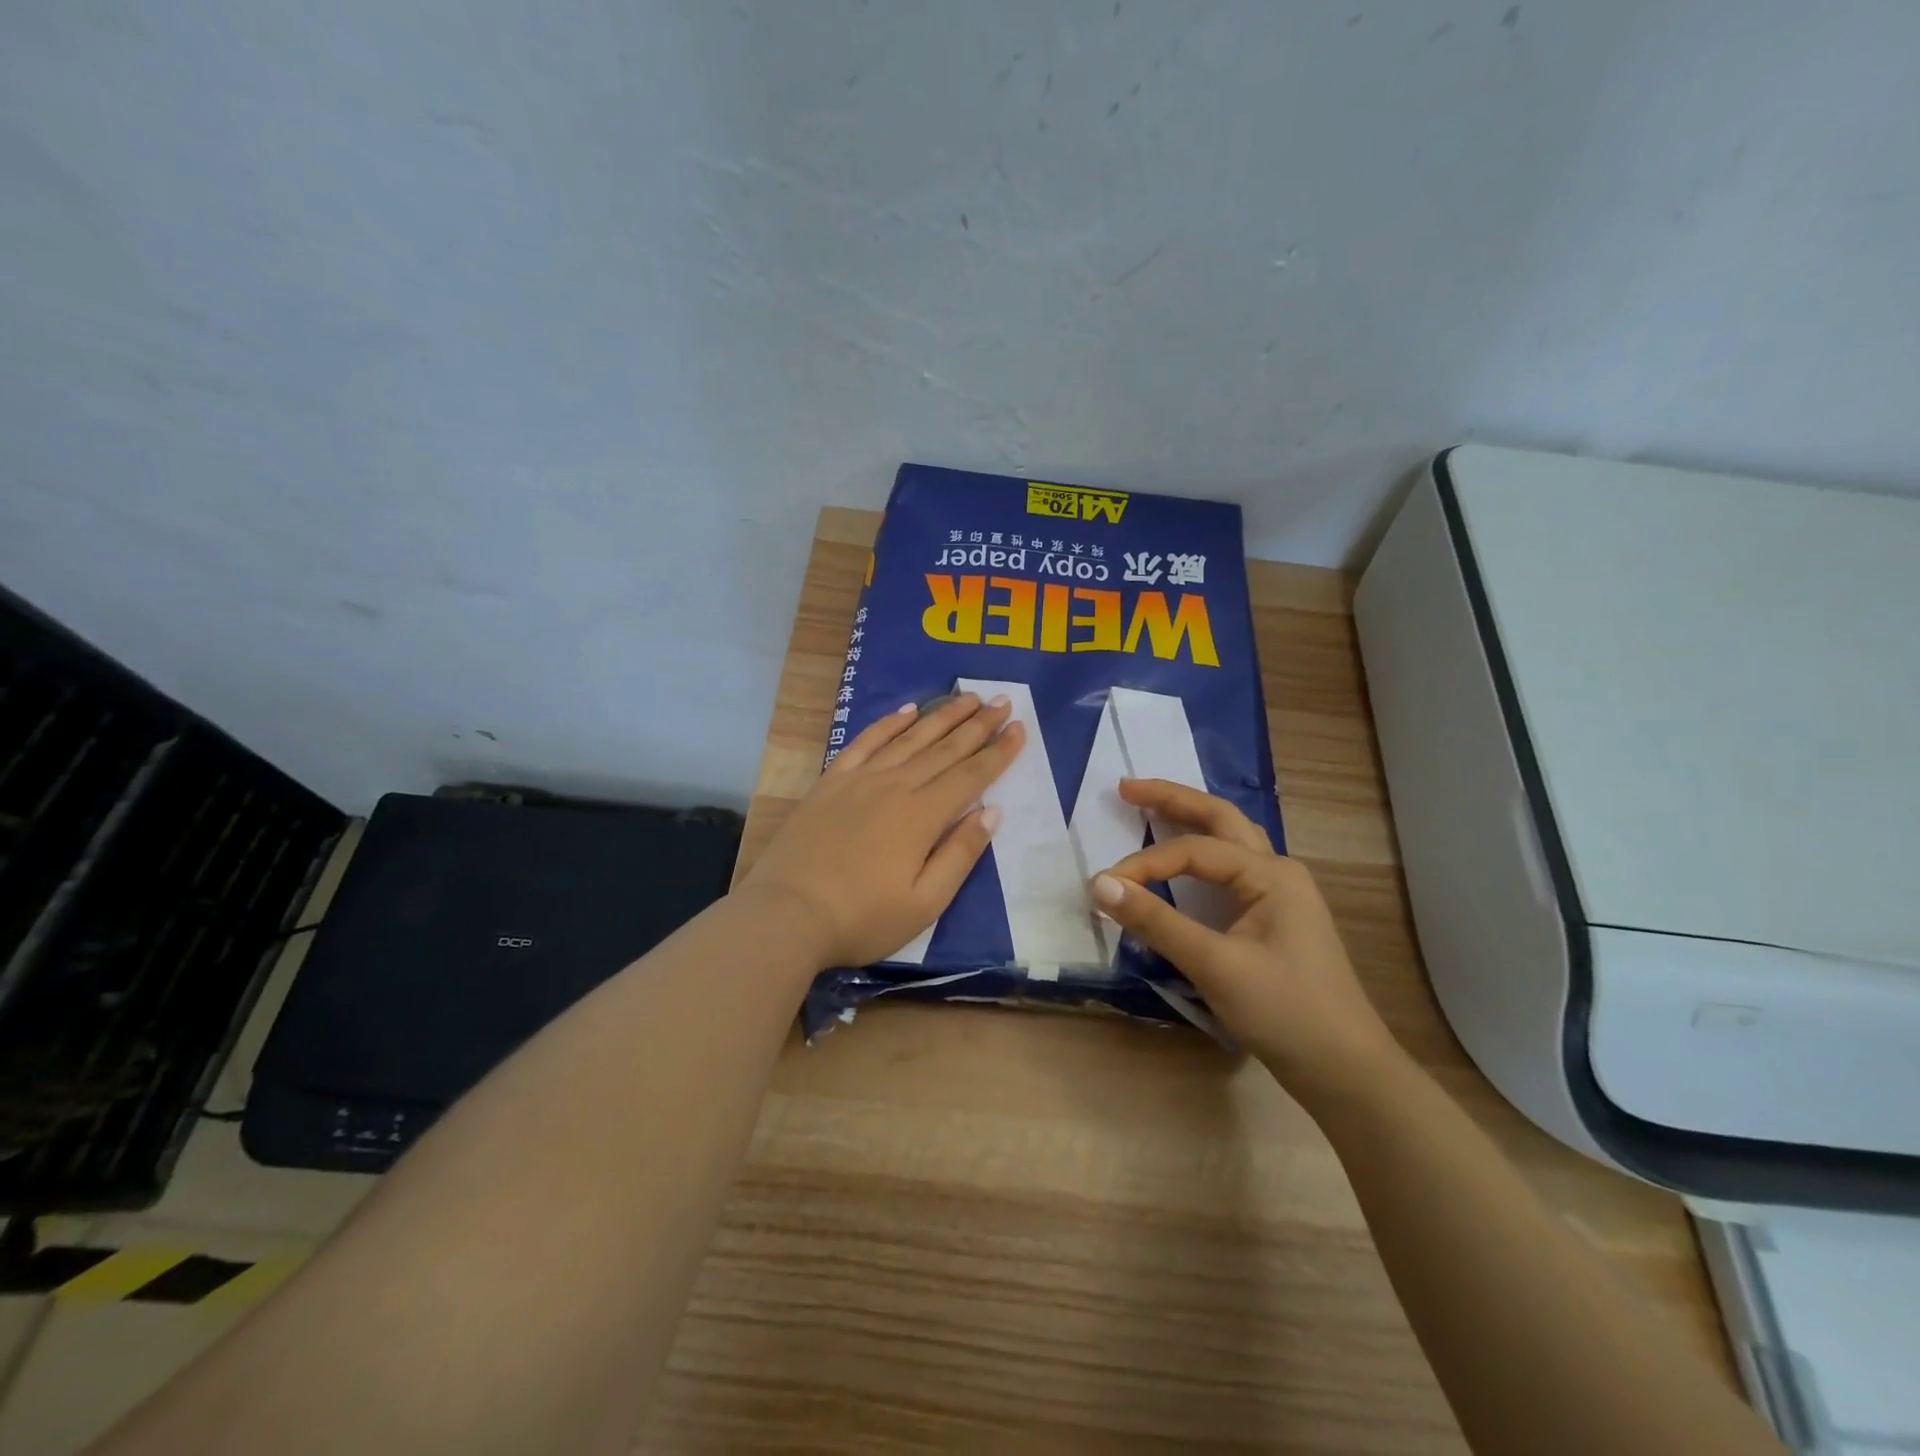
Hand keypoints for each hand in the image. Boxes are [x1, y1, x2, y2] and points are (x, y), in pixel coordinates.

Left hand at [739, 692, 1024, 967]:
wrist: (786, 915)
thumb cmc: (862, 918)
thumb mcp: (924, 903)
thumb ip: (960, 854)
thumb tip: (991, 811)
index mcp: (922, 816)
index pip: (971, 776)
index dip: (998, 752)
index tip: (1019, 727)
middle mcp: (895, 786)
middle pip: (945, 749)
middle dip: (978, 724)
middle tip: (1003, 700)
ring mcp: (860, 779)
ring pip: (910, 738)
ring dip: (941, 716)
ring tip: (967, 697)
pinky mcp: (831, 782)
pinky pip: (866, 742)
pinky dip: (888, 723)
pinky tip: (906, 711)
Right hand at [1089, 779, 1404, 1100]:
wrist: (1347, 1072)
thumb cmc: (1285, 1012)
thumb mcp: (1215, 965)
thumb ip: (1156, 922)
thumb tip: (1100, 885)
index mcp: (1271, 874)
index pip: (1192, 852)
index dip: (1143, 864)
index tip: (1103, 888)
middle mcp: (1278, 872)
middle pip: (1219, 819)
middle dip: (1172, 799)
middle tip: (1125, 787)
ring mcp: (1280, 896)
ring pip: (1230, 841)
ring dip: (1190, 820)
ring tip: (1151, 808)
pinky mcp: (1274, 920)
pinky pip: (1231, 870)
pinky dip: (1200, 855)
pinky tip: (1184, 862)